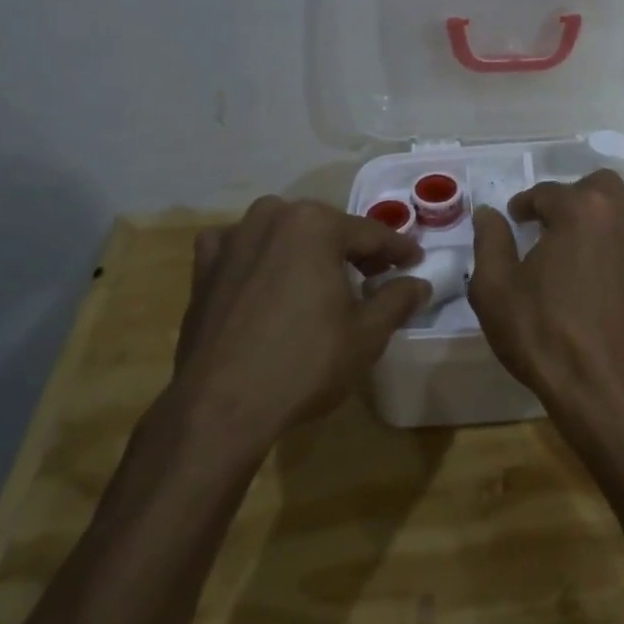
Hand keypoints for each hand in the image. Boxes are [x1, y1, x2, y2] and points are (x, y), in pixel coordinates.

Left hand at [170, 197, 428, 449]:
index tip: (415, 262)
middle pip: (326, 229)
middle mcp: (272, 217)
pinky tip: (262, 276)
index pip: (371, 234)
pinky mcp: (204, 268)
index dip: (398, 250)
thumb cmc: (304, 363)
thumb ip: (397, 300)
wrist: (220, 406)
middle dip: (352, 249)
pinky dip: (255, 255)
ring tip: (321, 278)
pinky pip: (239, 248)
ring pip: (283, 232)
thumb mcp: (367, 334)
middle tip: (374, 275)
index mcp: (316, 224)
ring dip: (305, 249)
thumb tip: (418, 283)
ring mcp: (233, 239)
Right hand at [469, 170, 623, 421]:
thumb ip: (490, 242)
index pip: (547, 192)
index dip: (527, 204)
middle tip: (564, 223)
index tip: (517, 219)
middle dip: (581, 195)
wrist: (602, 390)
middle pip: (605, 184)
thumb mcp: (494, 289)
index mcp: (579, 210)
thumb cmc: (543, 335)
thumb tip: (488, 213)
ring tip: (618, 227)